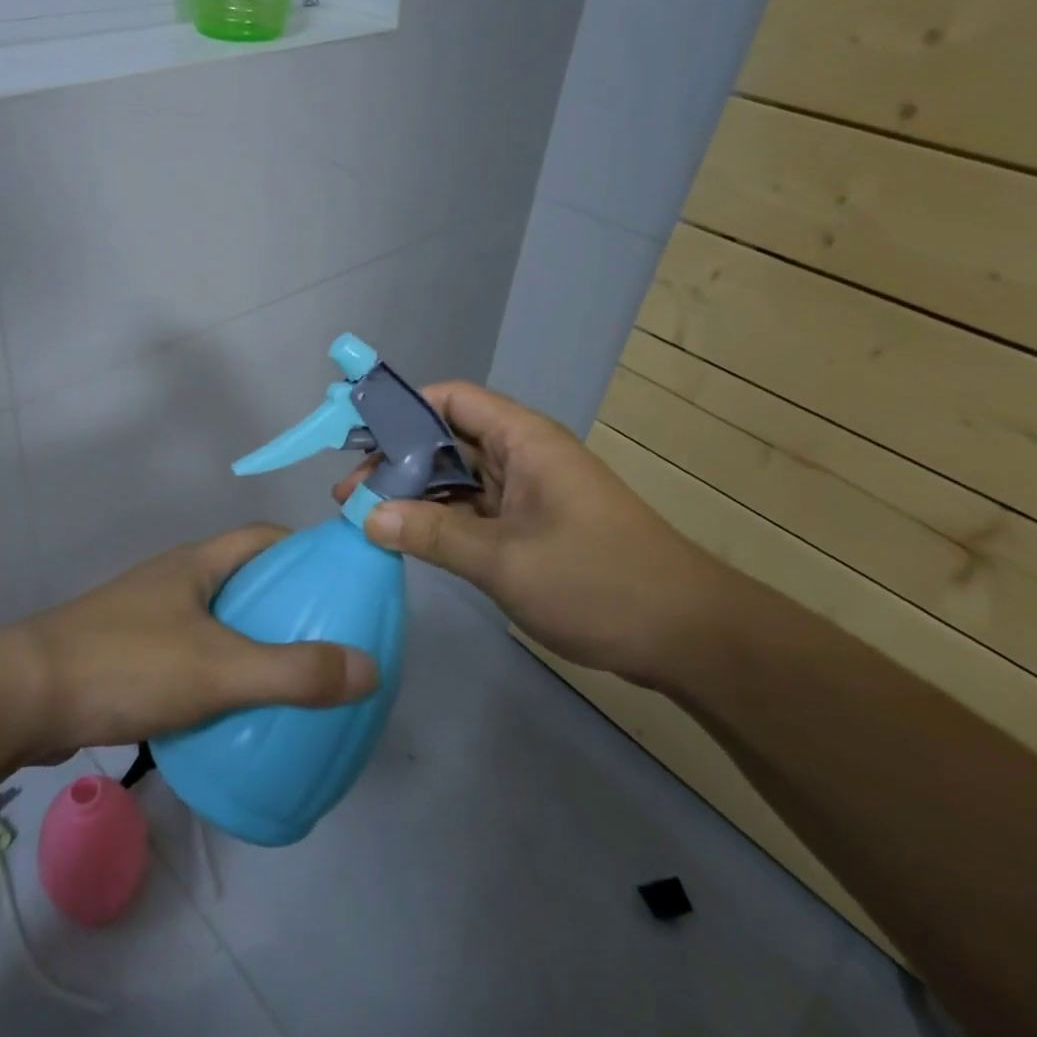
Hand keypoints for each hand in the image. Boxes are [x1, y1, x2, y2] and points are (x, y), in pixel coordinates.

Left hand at [0, 526, 378, 762]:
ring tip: (287, 677)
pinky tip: (229, 709)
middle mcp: (173, 579)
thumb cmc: (127, 665)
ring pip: (214, 618)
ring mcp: (146, 615)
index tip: (338, 582)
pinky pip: (189, 652)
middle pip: (242, 578)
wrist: (23, 697)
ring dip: (249, 639)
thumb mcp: (220, 669)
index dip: (303, 551)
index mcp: (197, 564)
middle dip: (282, 602)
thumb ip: (293, 672)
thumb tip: (369, 667)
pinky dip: (217, 670)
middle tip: (323, 638)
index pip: (262, 537)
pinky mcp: (127, 653)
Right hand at [334, 382, 720, 682]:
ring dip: (416, 495)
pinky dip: (440, 520)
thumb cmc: (598, 582)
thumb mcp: (505, 560)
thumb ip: (433, 534)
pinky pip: (475, 511)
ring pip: (459, 478)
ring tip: (366, 517)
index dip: (403, 408)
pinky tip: (407, 538)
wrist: (688, 637)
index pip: (452, 399)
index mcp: (523, 440)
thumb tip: (368, 517)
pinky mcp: (532, 527)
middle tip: (349, 495)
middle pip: (448, 439)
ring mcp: (529, 493)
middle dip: (397, 462)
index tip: (356, 437)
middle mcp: (523, 456)